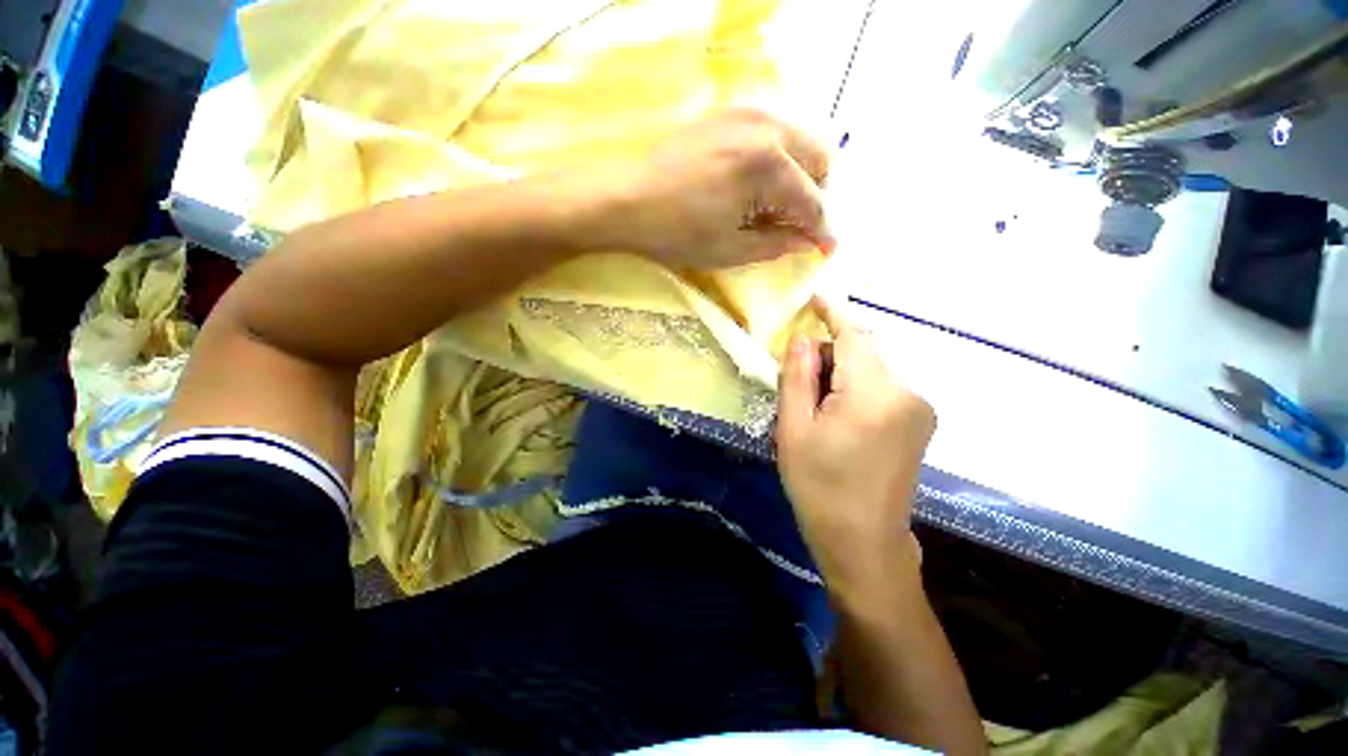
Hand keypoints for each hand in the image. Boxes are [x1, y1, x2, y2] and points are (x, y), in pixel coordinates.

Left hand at [610, 109, 834, 268]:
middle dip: (816, 197)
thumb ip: (777, 244)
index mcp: (769, 166)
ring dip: (801, 174)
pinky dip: (780, 156)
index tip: (827, 250)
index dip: (823, 232)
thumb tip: (808, 243)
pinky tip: (760, 181)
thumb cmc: (677, 233)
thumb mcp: (731, 249)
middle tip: (797, 226)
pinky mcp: (731, 110)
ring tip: (778, 206)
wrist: (628, 200)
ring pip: (801, 139)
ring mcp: (749, 111)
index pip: (813, 203)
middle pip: (820, 160)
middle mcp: (768, 127)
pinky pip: (775, 129)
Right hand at [775, 298, 934, 594]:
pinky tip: (838, 419)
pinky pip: (883, 390)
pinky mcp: (921, 425)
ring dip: (842, 376)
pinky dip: (857, 390)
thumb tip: (802, 340)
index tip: (815, 297)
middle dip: (829, 356)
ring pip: (873, 372)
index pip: (854, 336)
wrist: (863, 543)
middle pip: (864, 354)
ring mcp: (921, 410)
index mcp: (874, 394)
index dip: (832, 314)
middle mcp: (908, 394)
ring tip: (814, 407)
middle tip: (797, 380)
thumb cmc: (818, 486)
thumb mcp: (794, 429)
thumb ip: (797, 378)